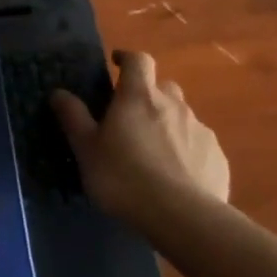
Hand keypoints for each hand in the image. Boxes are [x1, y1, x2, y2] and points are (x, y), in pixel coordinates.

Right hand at [51, 51, 230, 224]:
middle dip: (148, 95)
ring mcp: (201, 131)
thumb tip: (58, 92)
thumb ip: (73, 116)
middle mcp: (174, 105)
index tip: (116, 63)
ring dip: (167, 124)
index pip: (138, 60)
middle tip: (131, 116)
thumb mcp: (86, 148)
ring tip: (153, 151)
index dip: (127, 58)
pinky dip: (187, 150)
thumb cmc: (123, 177)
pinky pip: (199, 145)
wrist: (182, 218)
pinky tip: (176, 175)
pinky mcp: (218, 158)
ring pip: (183, 116)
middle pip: (163, 87)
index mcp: (139, 97)